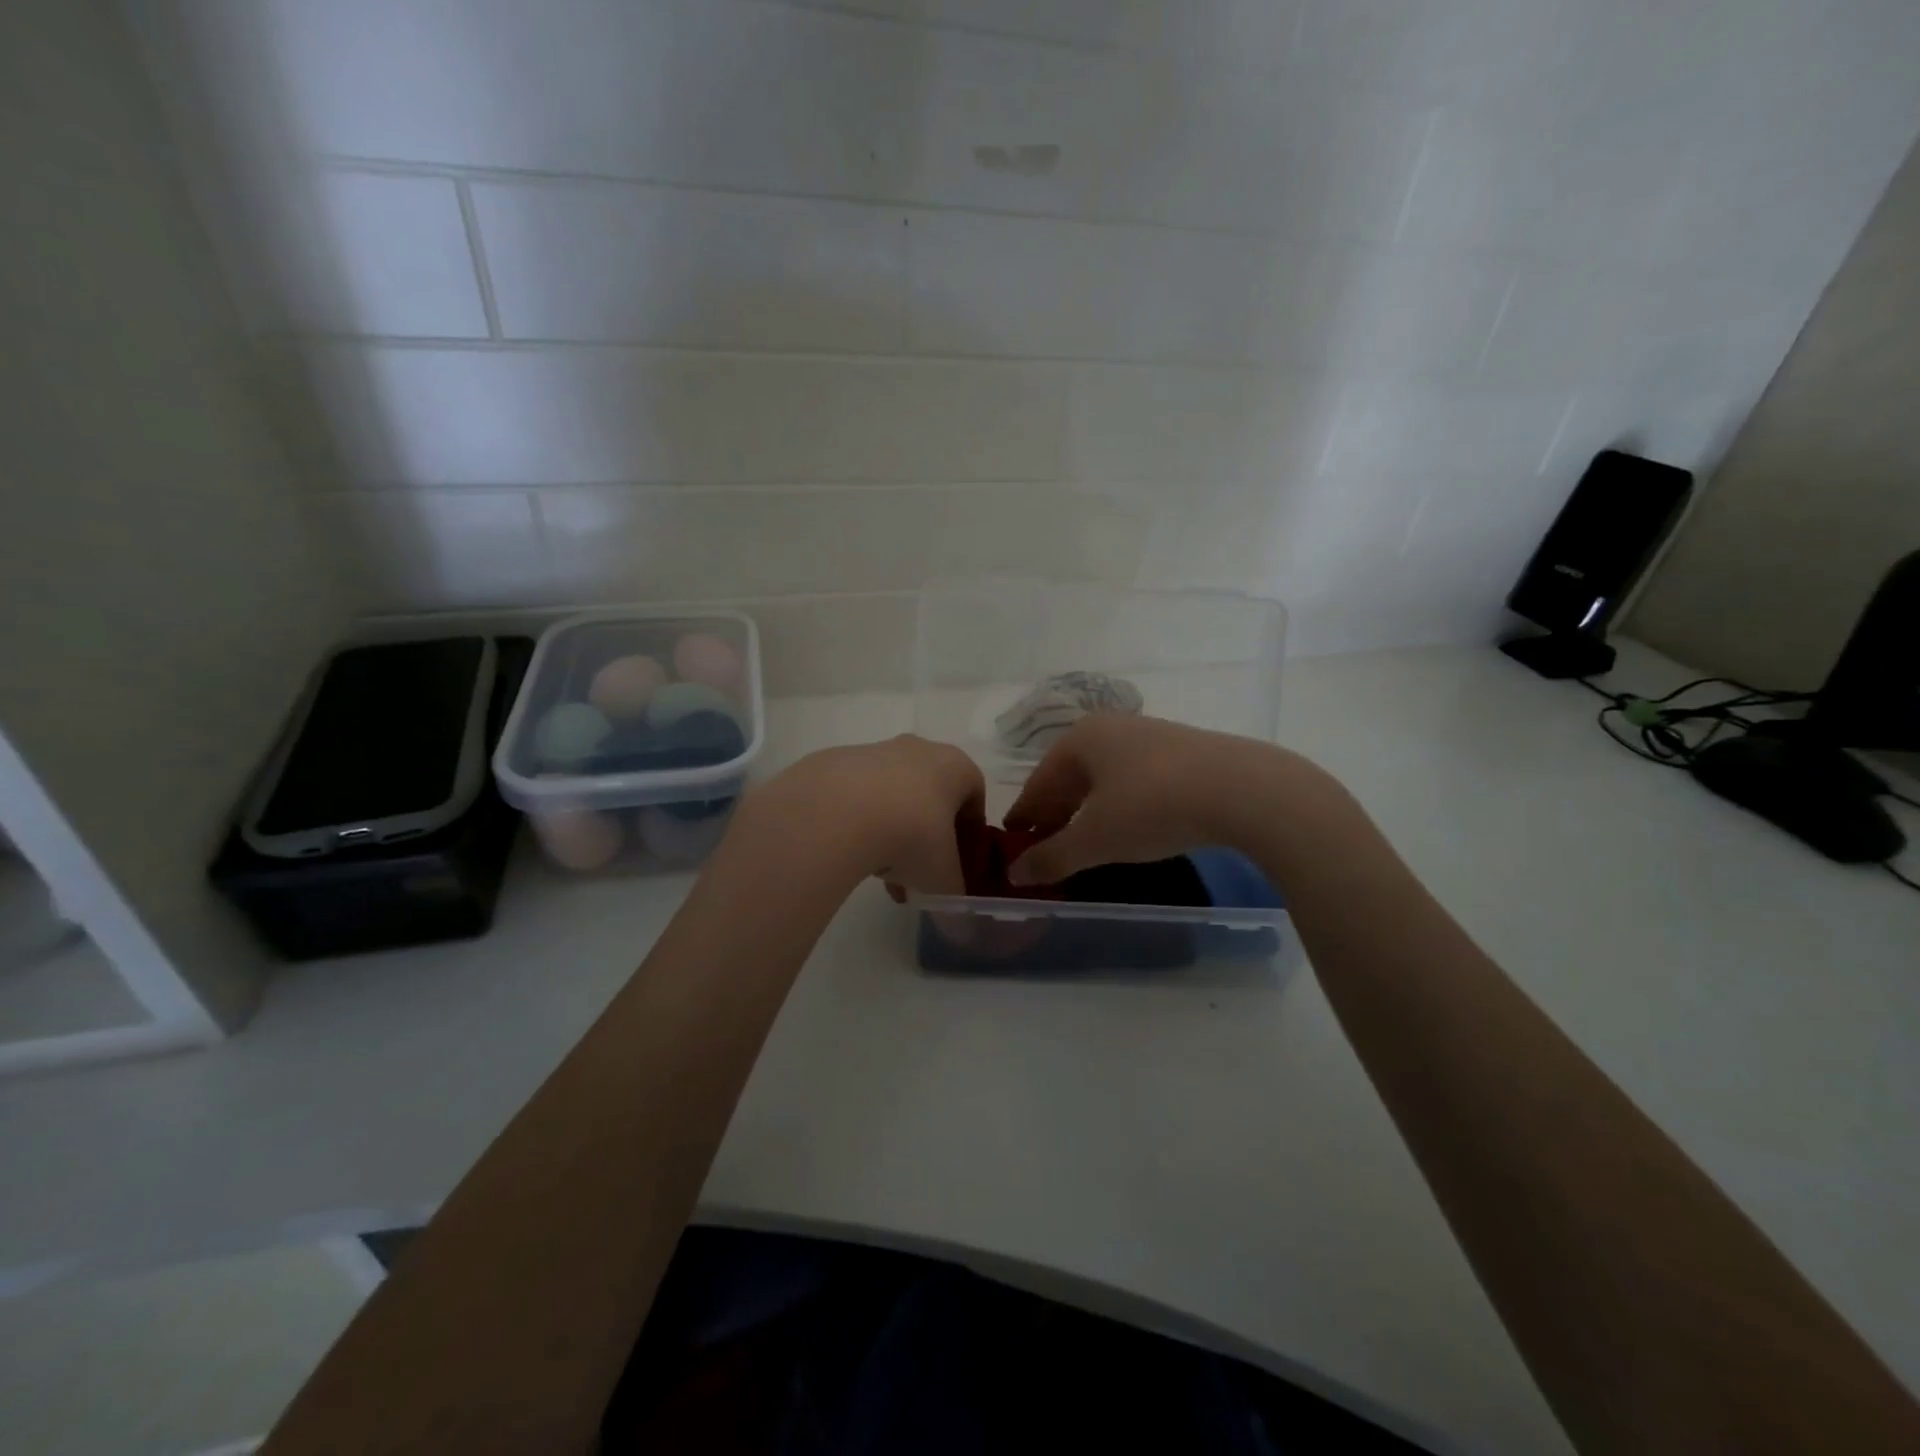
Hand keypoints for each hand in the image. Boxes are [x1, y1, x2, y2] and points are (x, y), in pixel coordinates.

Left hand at [744, 735, 984, 896]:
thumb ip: (954, 899)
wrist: (836, 812)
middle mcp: (918, 749)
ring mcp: (875, 751)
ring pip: (894, 797)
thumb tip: (960, 928)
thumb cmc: (911, 836)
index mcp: (955, 766)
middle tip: (919, 876)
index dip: (971, 836)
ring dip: (894, 833)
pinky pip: (858, 797)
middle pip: (932, 797)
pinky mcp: (835, 762)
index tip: (960, 866)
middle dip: (928, 838)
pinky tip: (852, 856)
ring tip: (881, 876)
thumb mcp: (941, 878)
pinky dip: (861, 824)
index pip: (975, 798)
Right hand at [1004, 716, 1284, 885]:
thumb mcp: (1096, 839)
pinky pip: (1136, 779)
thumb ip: (1052, 857)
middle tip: (1047, 847)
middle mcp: (1111, 728)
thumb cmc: (1152, 807)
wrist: (1243, 790)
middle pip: (1070, 777)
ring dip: (1089, 810)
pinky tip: (1130, 826)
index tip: (1014, 843)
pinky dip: (1121, 804)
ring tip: (1086, 841)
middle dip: (1057, 813)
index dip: (1025, 816)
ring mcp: (1150, 735)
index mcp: (1080, 739)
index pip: (1039, 782)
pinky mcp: (1184, 751)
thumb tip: (1015, 874)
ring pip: (1104, 777)